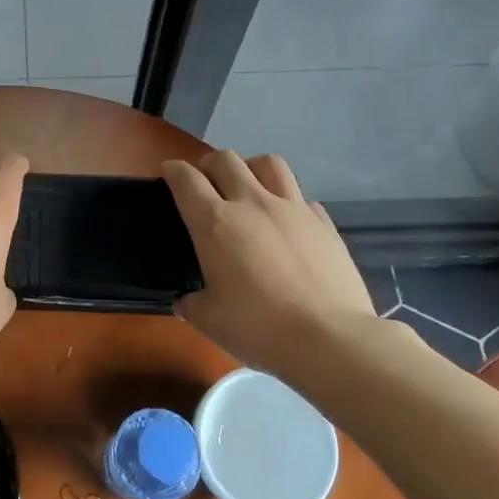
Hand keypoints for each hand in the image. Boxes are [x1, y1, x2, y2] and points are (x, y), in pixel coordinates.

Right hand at [162, 150, 390, 373]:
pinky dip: (289, 202)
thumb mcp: (209, 321)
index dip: (173, 171)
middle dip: (209, 165)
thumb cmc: (258, 328)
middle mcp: (252, 203)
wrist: (330, 339)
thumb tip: (186, 301)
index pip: (186, 179)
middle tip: (206, 184)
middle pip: (225, 160)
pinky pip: (302, 197)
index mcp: (215, 222)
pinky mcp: (324, 222)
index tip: (169, 175)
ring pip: (268, 163)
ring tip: (249, 188)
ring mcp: (292, 208)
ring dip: (251, 169)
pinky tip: (288, 223)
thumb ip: (192, 304)